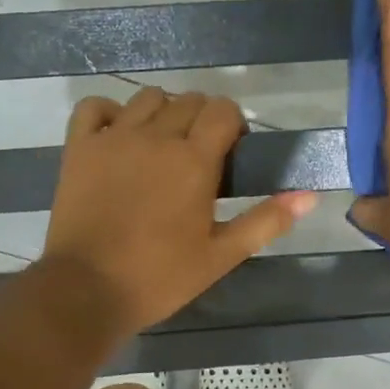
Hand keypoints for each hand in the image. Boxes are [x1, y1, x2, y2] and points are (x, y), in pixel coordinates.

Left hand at [40, 88, 318, 338]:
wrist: (87, 291)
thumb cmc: (160, 277)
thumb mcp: (221, 255)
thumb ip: (266, 221)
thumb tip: (310, 196)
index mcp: (194, 160)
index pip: (223, 110)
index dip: (233, 124)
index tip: (231, 151)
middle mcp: (156, 136)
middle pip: (189, 100)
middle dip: (202, 119)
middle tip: (200, 156)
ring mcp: (113, 138)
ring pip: (147, 98)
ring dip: (163, 112)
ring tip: (162, 146)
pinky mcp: (79, 147)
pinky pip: (94, 107)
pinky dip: (110, 112)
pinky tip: (118, 135)